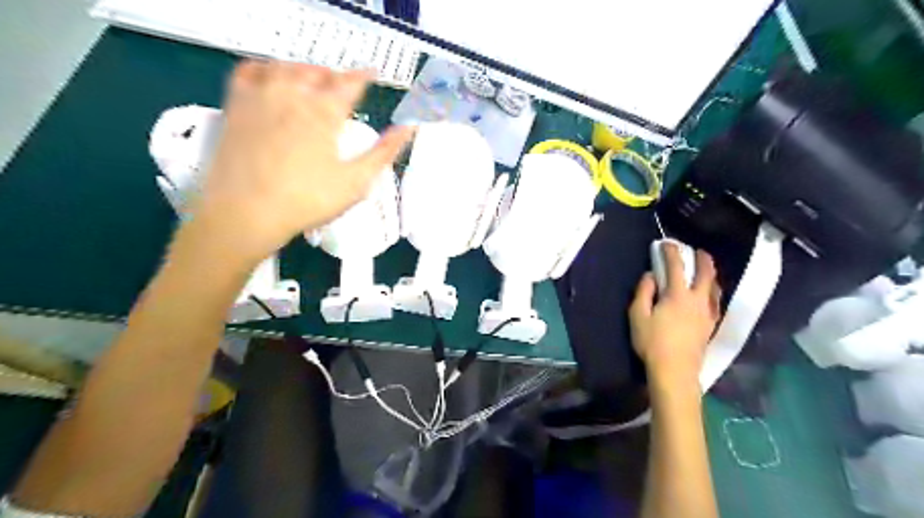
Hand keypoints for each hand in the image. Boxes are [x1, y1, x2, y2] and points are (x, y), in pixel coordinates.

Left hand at [184, 61, 412, 266]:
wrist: (246, 213)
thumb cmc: (308, 200)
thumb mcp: (356, 181)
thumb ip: (384, 152)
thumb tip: (409, 128)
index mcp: (324, 112)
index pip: (350, 82)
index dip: (365, 75)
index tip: (374, 72)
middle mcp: (292, 94)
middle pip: (319, 72)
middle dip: (336, 75)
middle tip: (345, 86)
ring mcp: (260, 97)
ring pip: (287, 67)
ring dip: (306, 70)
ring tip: (315, 82)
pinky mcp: (236, 106)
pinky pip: (250, 71)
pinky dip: (266, 68)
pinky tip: (273, 78)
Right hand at [629, 246, 721, 389]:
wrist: (675, 370)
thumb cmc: (652, 342)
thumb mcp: (638, 315)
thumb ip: (644, 292)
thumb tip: (650, 275)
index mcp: (678, 295)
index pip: (676, 266)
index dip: (671, 252)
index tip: (666, 243)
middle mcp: (697, 300)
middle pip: (705, 274)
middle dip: (702, 259)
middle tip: (697, 251)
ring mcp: (707, 313)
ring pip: (715, 287)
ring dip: (711, 274)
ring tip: (705, 270)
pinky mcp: (711, 325)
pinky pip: (716, 302)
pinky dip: (713, 291)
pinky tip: (709, 295)